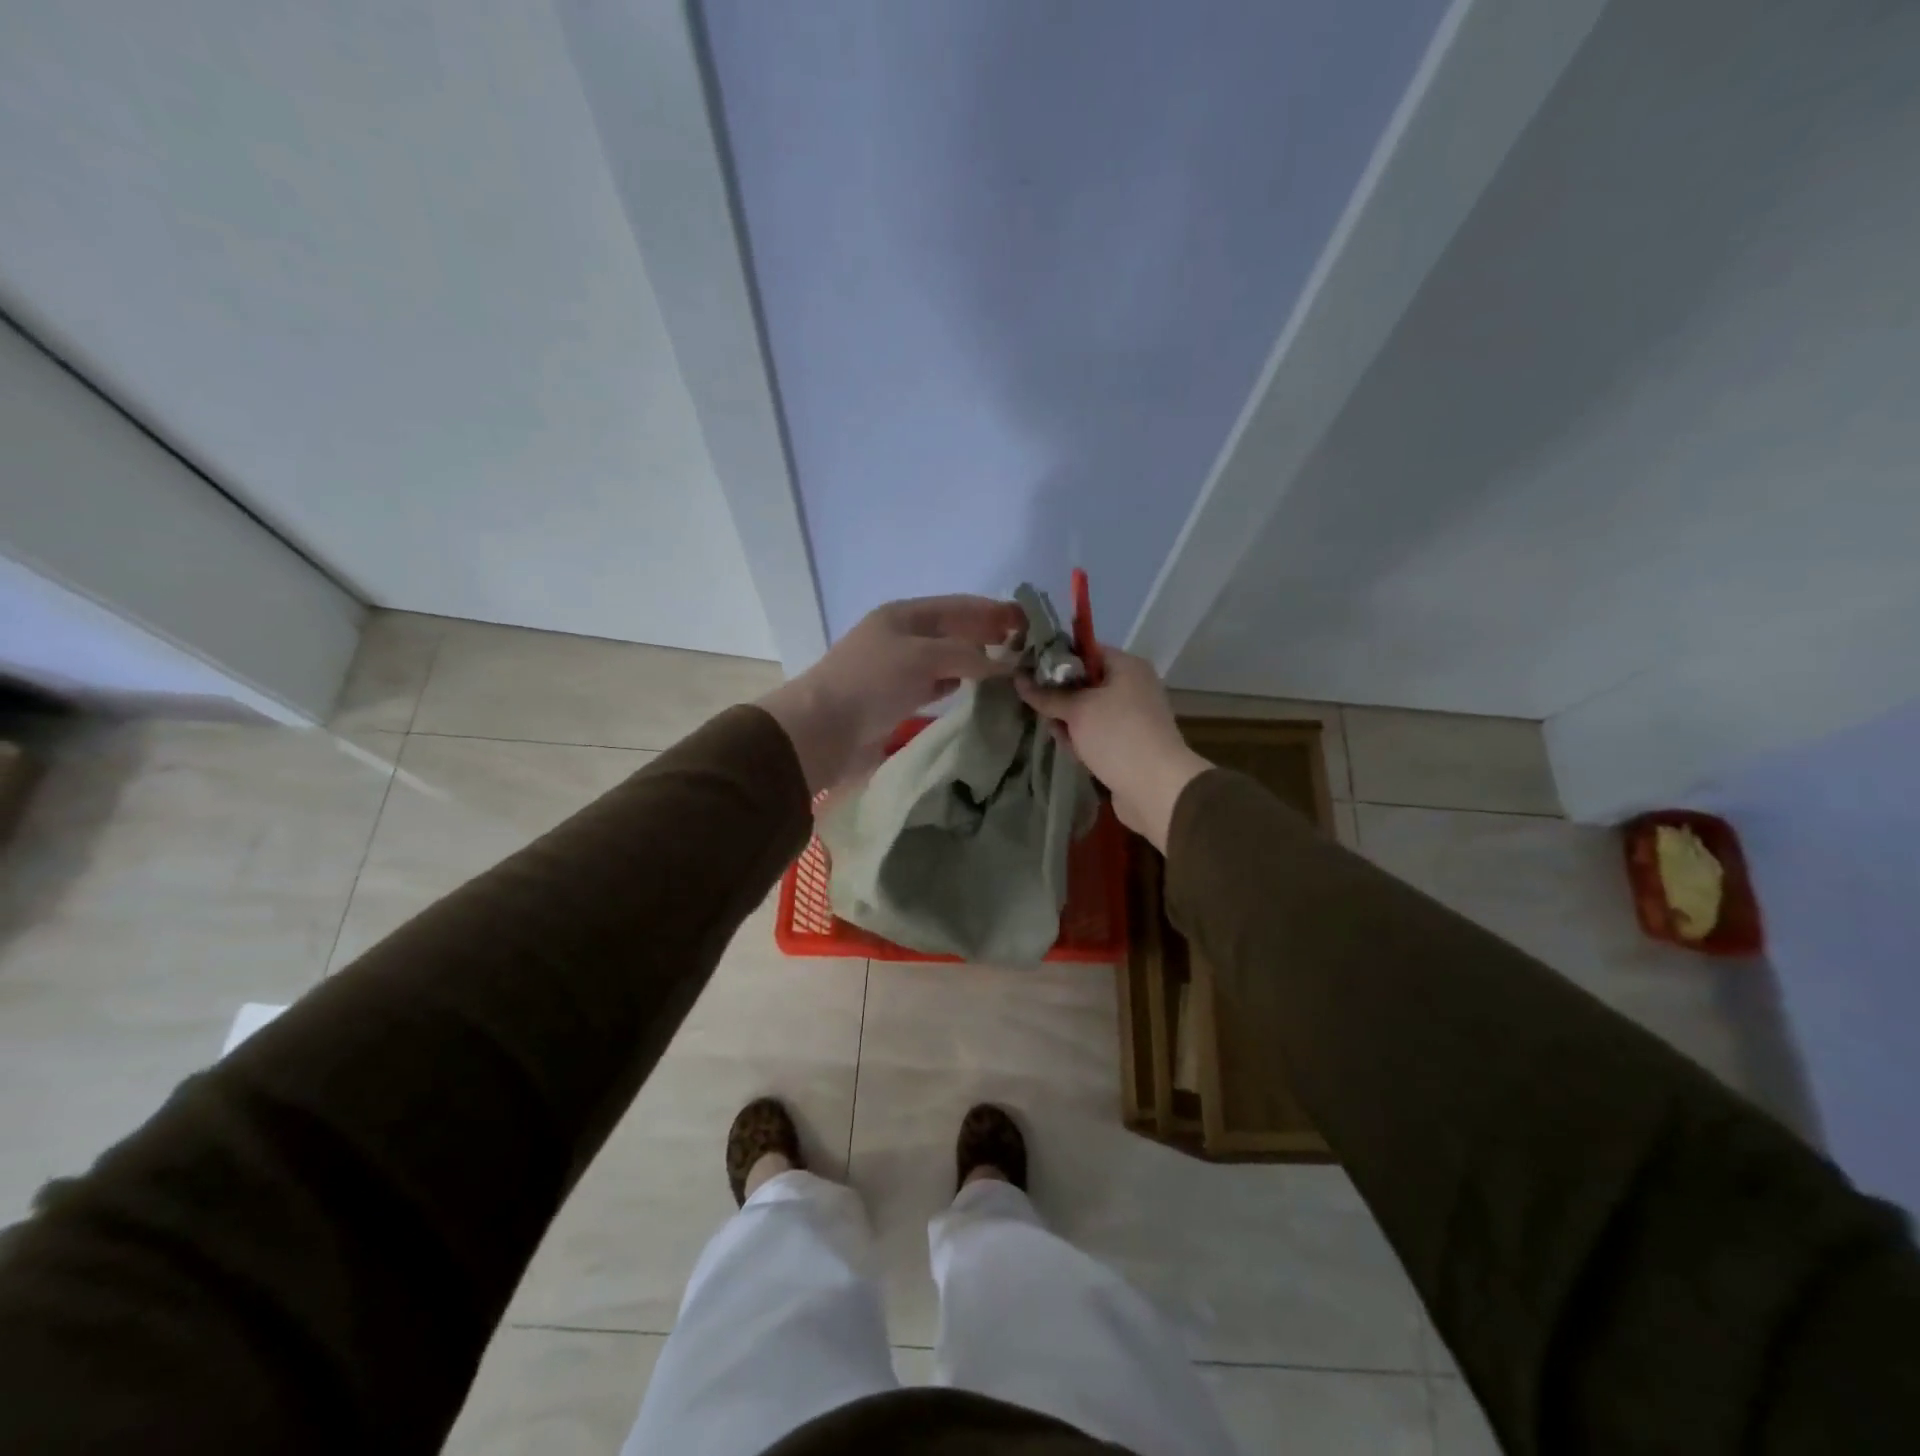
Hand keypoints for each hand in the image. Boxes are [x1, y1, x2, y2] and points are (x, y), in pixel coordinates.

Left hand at [760, 595, 1023, 793]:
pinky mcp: (894, 698)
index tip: (1027, 621)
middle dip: (985, 634)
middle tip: (1024, 646)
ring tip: (1005, 667)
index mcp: (904, 615)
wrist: (822, 728)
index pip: (958, 606)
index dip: (992, 610)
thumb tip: (1006, 664)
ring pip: (944, 658)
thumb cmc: (872, 681)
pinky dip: (953, 682)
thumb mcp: (922, 657)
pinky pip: (932, 683)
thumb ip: (966, 656)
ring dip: (972, 660)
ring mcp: (896, 668)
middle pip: (952, 630)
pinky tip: (970, 687)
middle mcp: (901, 636)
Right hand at [1016, 647, 1209, 850]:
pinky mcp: (1128, 744)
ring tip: (1053, 732)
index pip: (1085, 651)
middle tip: (1035, 705)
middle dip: (1059, 696)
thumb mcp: (1077, 711)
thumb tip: (1018, 679)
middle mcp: (1132, 686)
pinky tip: (1069, 750)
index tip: (1028, 670)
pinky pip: (1097, 734)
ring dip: (1068, 722)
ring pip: (1088, 712)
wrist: (1156, 788)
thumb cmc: (1117, 736)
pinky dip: (1082, 740)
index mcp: (1126, 666)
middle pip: (1085, 683)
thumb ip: (1047, 695)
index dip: (1056, 659)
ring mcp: (1132, 717)